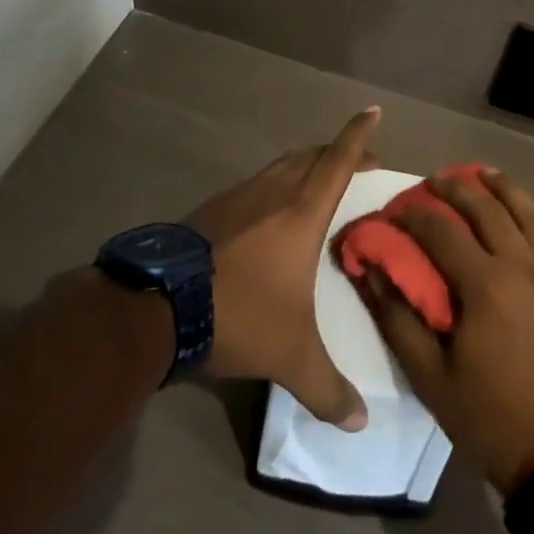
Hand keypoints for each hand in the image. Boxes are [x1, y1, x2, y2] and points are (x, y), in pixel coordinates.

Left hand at [185, 107, 381, 429]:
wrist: (160, 306)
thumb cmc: (240, 314)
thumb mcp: (290, 356)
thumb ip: (327, 388)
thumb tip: (361, 422)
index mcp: (302, 211)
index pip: (339, 160)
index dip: (359, 134)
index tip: (374, 110)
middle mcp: (275, 191)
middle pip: (312, 155)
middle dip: (338, 151)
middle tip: (358, 164)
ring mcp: (240, 195)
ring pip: (282, 165)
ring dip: (306, 165)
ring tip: (318, 183)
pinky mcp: (213, 208)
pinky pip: (257, 183)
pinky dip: (276, 184)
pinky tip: (270, 213)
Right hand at [360, 168, 533, 491]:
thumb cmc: (490, 417)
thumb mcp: (431, 378)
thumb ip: (399, 318)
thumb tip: (371, 272)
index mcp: (486, 284)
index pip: (442, 231)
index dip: (413, 216)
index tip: (392, 211)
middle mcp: (521, 265)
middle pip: (487, 208)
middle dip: (456, 187)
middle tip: (433, 180)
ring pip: (526, 211)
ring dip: (501, 187)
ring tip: (481, 173)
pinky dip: (531, 215)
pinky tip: (521, 214)